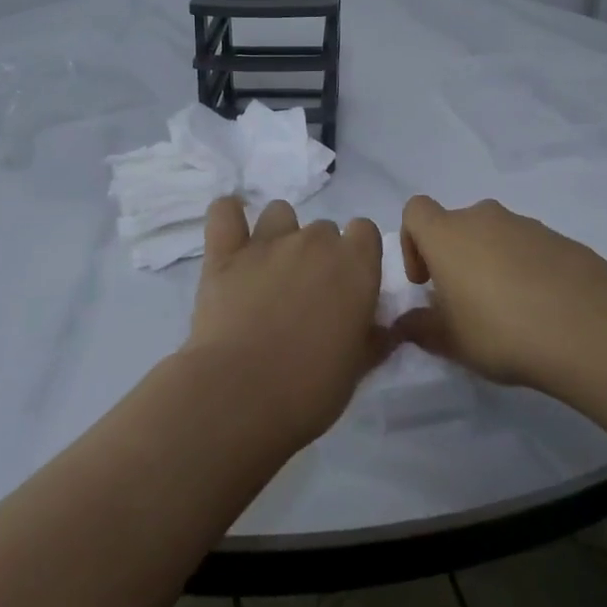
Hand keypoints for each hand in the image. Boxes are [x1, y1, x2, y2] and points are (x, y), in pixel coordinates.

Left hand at [182, 197, 389, 446]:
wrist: (240, 395)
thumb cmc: (310, 389)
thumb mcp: (357, 369)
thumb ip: (373, 339)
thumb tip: (383, 328)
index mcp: (355, 265)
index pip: (365, 231)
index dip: (358, 254)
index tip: (349, 284)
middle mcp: (315, 241)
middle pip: (323, 228)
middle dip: (318, 254)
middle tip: (306, 294)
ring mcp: (267, 242)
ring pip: (279, 213)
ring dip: (279, 234)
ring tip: (269, 270)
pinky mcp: (224, 253)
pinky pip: (224, 211)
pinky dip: (228, 216)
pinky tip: (230, 237)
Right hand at [393, 195, 606, 387]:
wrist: (590, 328)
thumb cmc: (502, 330)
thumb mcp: (452, 341)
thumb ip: (421, 328)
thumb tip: (403, 324)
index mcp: (448, 234)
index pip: (416, 211)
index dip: (412, 241)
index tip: (425, 281)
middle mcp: (484, 218)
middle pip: (457, 225)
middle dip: (454, 258)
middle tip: (465, 303)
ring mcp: (526, 225)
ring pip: (494, 236)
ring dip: (490, 263)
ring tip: (507, 311)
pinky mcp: (560, 239)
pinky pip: (528, 248)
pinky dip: (525, 269)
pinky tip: (540, 309)